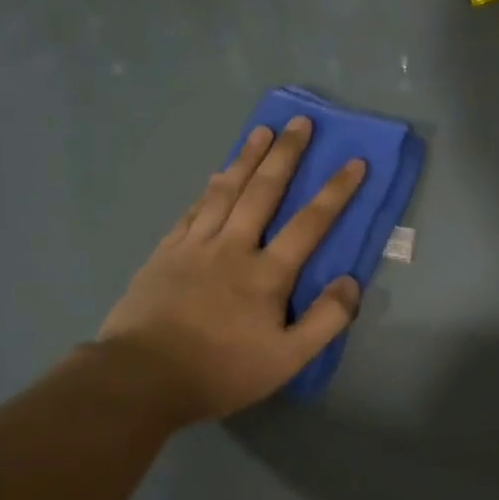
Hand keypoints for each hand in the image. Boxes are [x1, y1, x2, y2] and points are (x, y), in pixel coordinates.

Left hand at [95, 116, 365, 428]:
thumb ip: (325, 320)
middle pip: (263, 191)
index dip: (335, 191)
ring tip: (261, 131)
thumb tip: (351, 282)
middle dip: (285, 155)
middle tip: (299, 123)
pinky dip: (209, 189)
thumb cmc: (221, 370)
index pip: (309, 223)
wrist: (143, 376)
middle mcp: (232, 247)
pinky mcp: (165, 253)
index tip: (355, 162)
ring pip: (225, 191)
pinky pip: (193, 210)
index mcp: (266, 273)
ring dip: (246, 158)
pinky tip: (216, 176)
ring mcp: (194, 246)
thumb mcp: (288, 359)